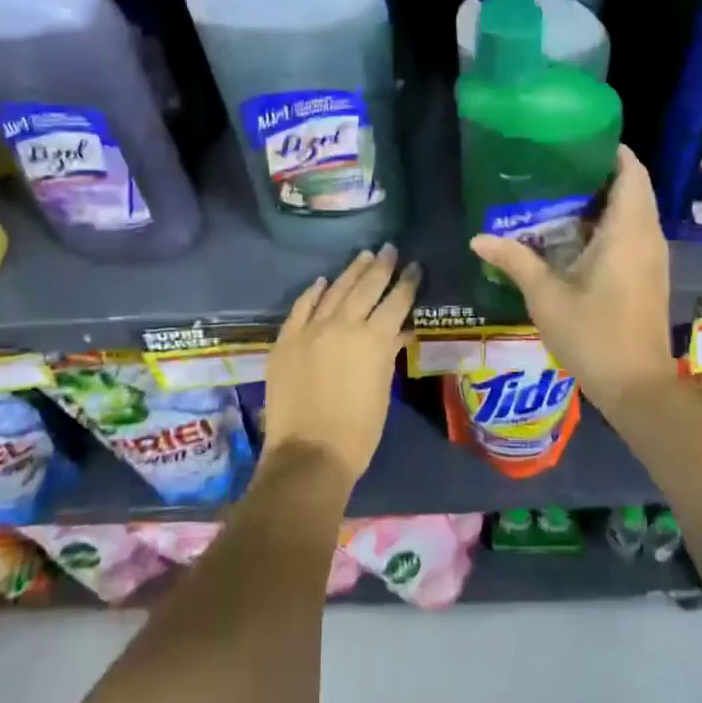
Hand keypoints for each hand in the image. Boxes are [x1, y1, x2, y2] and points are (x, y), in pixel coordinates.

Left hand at [260, 244, 419, 487]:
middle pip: (365, 288)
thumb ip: (388, 355)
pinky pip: (301, 308)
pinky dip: (313, 293)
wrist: (309, 453)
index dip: (407, 283)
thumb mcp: (382, 390)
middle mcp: (343, 326)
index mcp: (374, 340)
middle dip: (381, 267)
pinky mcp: (286, 341)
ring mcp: (311, 330)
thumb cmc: (358, 431)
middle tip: (390, 249)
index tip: (415, 266)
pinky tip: (322, 281)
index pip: (396, 302)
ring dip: (350, 272)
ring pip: (334, 291)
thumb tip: (398, 332)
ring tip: (363, 255)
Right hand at [469, 145, 676, 409]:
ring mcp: (653, 257)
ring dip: (604, 200)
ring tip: (559, 194)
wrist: (637, 385)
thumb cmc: (593, 335)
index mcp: (628, 231)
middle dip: (600, 173)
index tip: (576, 140)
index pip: (631, 172)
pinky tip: (574, 234)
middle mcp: (647, 236)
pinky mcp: (649, 275)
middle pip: (633, 188)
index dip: (610, 151)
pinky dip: (610, 223)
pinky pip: (634, 232)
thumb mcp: (546, 296)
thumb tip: (477, 238)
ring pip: (635, 211)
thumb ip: (515, 260)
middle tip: (557, 167)